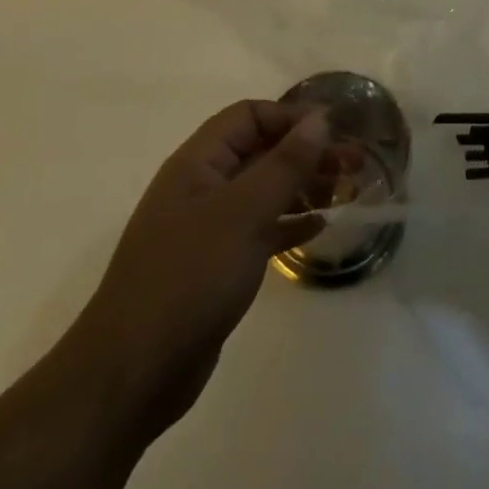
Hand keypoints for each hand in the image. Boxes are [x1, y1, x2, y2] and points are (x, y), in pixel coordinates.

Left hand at [69, 100, 332, 444]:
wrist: (134, 371)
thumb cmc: (190, 276)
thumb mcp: (244, 212)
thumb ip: (284, 164)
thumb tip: (319, 118)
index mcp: (198, 162)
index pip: (249, 117)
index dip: (291, 117)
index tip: (334, 131)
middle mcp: (202, 186)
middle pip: (260, 152)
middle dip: (306, 152)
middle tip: (354, 164)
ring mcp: (208, 228)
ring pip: (263, 191)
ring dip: (303, 186)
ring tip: (347, 191)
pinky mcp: (216, 265)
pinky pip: (260, 229)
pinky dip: (289, 223)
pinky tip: (320, 227)